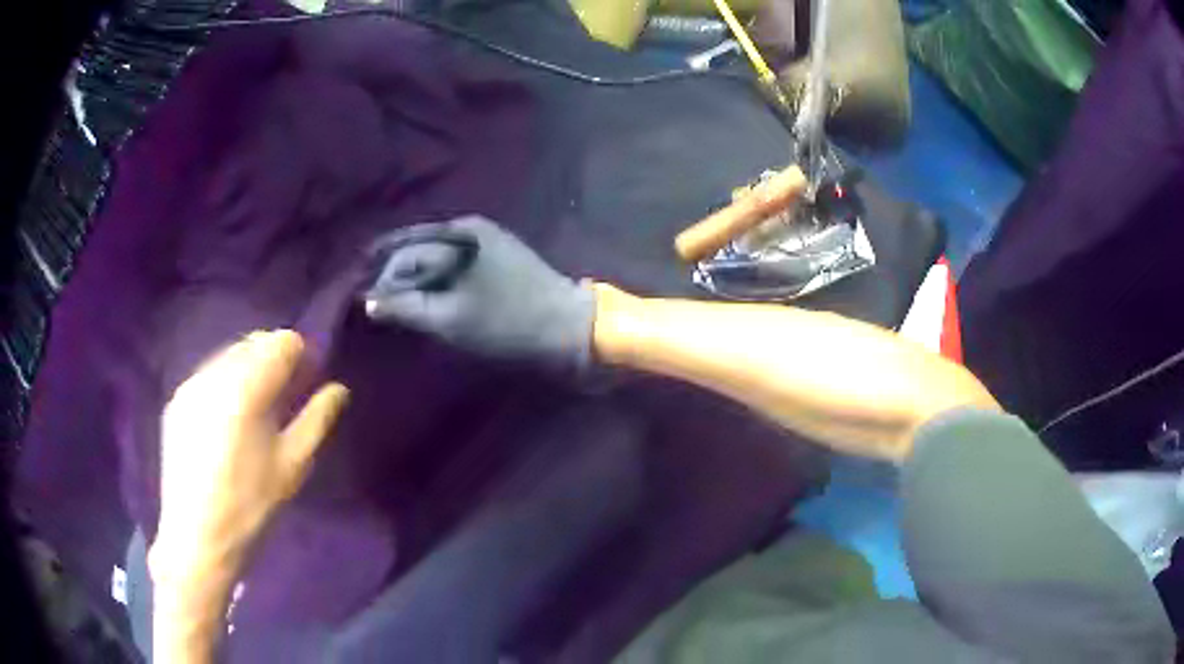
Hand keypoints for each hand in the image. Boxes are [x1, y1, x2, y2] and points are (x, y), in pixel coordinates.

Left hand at [151, 330, 348, 590]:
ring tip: (256, 410)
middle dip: (273, 360)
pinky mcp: (177, 400)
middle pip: (253, 342)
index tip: (308, 381)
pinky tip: (228, 420)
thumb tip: (339, 388)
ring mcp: (191, 385)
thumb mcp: (292, 467)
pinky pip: (209, 374)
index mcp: (245, 388)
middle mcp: (214, 374)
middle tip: (285, 397)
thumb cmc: (250, 507)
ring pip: (228, 355)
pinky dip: (226, 383)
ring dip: (248, 370)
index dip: (300, 356)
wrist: (197, 538)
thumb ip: (317, 419)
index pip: (281, 342)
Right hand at [364, 216, 595, 370]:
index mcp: (457, 234)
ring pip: (434, 254)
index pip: (403, 252)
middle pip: (417, 248)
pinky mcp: (498, 251)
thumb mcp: (449, 319)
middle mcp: (468, 226)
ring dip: (414, 275)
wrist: (566, 325)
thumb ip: (405, 308)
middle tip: (374, 301)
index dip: (379, 274)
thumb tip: (368, 302)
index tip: (361, 295)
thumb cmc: (506, 323)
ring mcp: (486, 237)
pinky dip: (435, 275)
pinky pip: (453, 259)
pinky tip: (425, 294)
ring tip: (394, 300)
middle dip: (394, 273)